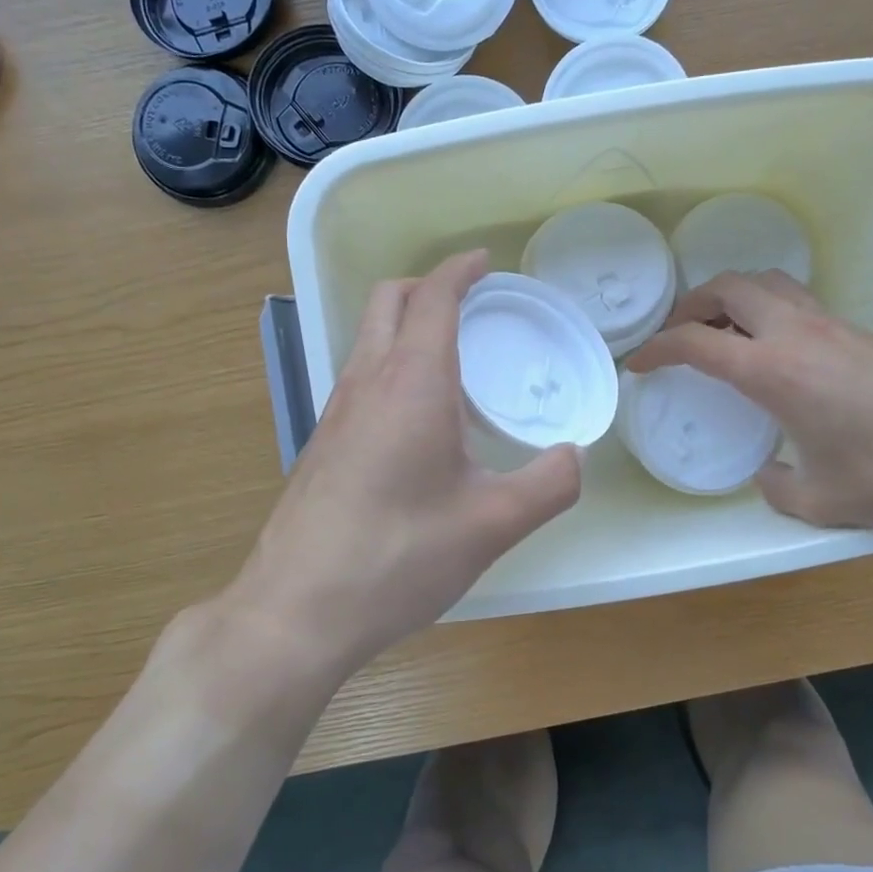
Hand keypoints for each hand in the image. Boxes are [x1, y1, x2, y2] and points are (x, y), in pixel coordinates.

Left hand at [230, 251, 581, 672]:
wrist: (298, 610)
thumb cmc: (399, 556)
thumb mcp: (493, 524)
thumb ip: (549, 484)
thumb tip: (574, 457)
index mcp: (411, 383)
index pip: (432, 298)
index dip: (460, 270)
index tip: (486, 261)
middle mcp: (366, 382)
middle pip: (388, 301)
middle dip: (428, 286)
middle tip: (471, 302)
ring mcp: (335, 412)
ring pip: (368, 339)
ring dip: (406, 325)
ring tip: (453, 358)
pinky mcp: (322, 444)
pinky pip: (360, 378)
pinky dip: (391, 365)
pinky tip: (419, 418)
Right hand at [625, 272, 872, 529]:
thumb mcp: (824, 501)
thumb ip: (780, 489)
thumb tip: (770, 474)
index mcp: (775, 371)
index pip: (696, 342)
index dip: (657, 348)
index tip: (639, 363)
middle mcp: (799, 334)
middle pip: (729, 286)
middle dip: (691, 304)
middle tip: (678, 334)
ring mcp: (834, 325)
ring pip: (768, 283)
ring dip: (732, 297)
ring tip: (722, 332)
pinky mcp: (862, 330)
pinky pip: (798, 301)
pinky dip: (768, 310)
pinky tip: (777, 352)